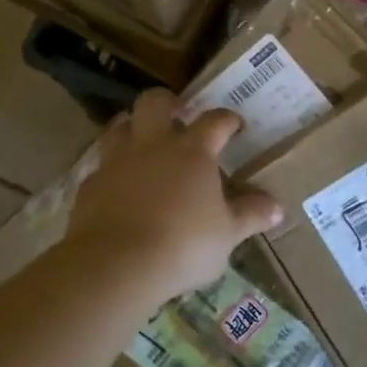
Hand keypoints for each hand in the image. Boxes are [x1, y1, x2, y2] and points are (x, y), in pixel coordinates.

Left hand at [65, 89, 283, 303]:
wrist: (116, 265)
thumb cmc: (184, 245)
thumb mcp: (227, 235)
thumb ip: (250, 216)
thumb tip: (276, 207)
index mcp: (193, 152)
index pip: (215, 121)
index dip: (227, 119)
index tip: (235, 125)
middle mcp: (153, 145)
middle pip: (155, 102)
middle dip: (168, 101)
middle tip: (179, 114)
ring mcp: (117, 161)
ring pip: (120, 125)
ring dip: (133, 127)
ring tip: (143, 142)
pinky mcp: (90, 184)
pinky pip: (102, 165)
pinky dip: (113, 169)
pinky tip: (119, 187)